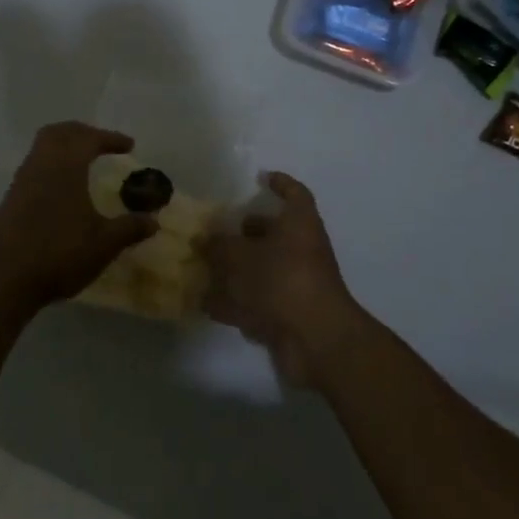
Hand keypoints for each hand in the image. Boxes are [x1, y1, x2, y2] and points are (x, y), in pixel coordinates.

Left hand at [0, 122, 158, 310]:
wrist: (4, 280)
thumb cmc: (59, 254)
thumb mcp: (103, 244)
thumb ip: (129, 228)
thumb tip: (153, 220)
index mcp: (66, 166)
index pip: (89, 138)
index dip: (111, 138)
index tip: (129, 146)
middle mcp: (41, 164)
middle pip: (60, 132)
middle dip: (83, 132)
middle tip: (101, 143)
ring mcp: (22, 180)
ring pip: (42, 146)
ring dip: (64, 146)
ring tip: (83, 163)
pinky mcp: (10, 198)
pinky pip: (34, 165)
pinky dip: (51, 164)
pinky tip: (61, 189)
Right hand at [203, 172, 365, 388]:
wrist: (315, 339)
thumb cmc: (282, 279)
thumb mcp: (241, 255)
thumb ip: (219, 245)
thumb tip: (203, 238)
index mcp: (300, 223)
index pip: (295, 194)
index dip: (280, 184)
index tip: (260, 179)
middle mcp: (302, 249)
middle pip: (275, 233)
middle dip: (247, 233)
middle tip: (219, 232)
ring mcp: (297, 283)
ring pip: (264, 269)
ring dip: (237, 270)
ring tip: (205, 268)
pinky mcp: (290, 314)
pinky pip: (259, 301)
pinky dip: (236, 302)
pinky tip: (208, 304)